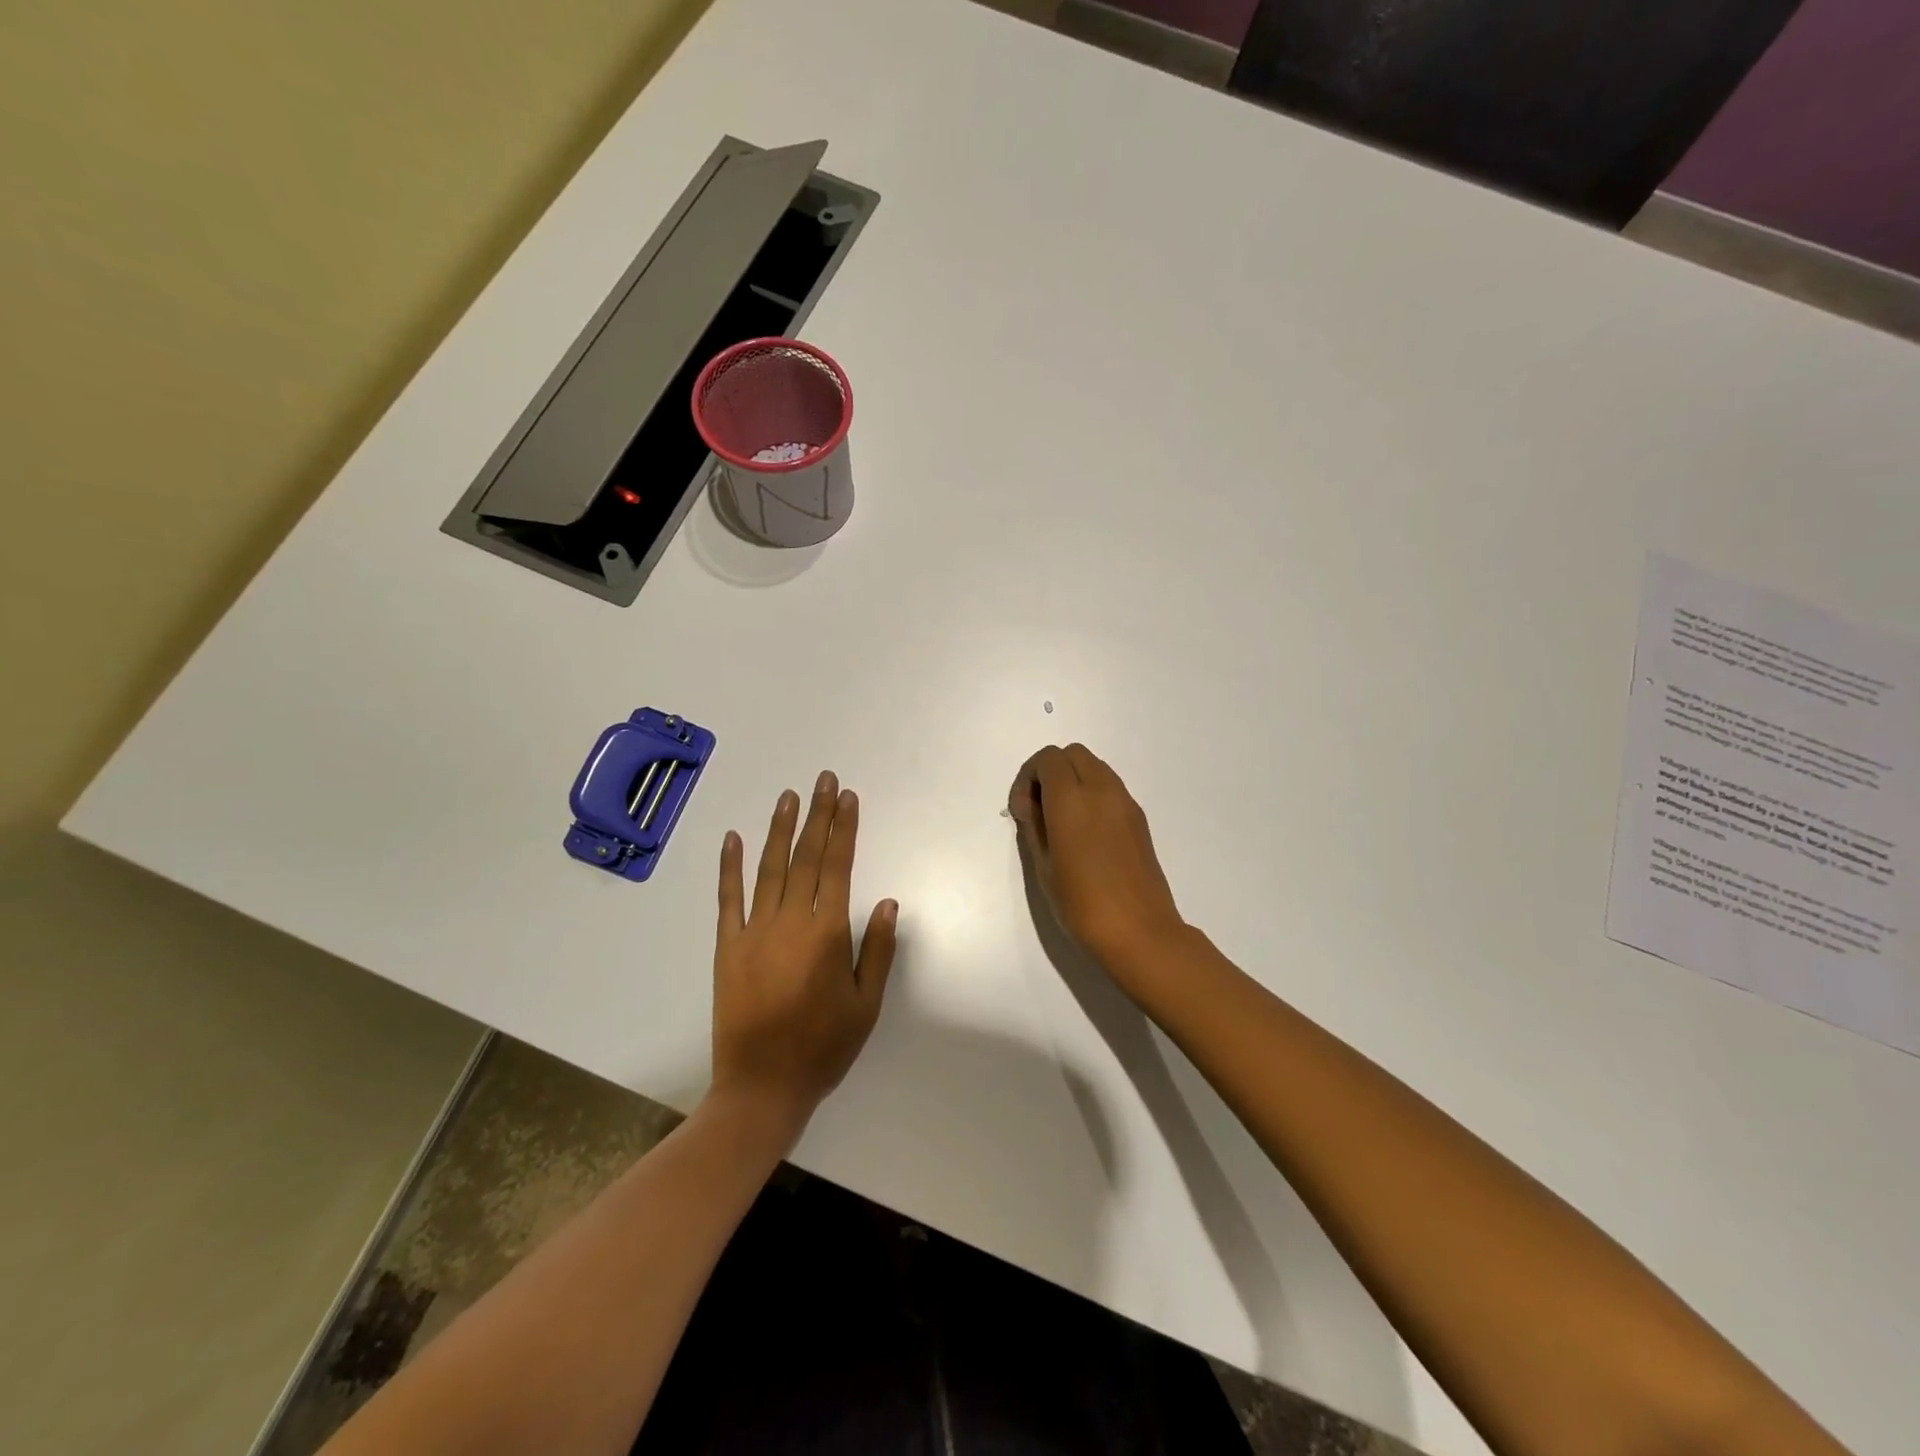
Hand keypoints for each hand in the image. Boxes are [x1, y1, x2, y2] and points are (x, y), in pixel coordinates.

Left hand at [711, 772, 897, 1143]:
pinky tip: (733, 837)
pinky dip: (730, 866)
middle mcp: (790, 921)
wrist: (762, 1085)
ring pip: (769, 868)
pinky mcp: (727, 946)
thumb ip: (876, 949)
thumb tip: (886, 901)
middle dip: (817, 815)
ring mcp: (754, 930)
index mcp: (827, 933)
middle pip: (806, 857)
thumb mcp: (866, 1003)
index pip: (838, 866)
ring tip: (788, 796)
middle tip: (823, 780)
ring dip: (779, 829)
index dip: (844, 829)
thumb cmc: (823, 1047)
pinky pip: (727, 898)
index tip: (848, 798)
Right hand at [1009, 744, 1184, 966]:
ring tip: (1061, 821)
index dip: (1028, 777)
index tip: (1022, 810)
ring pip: (1094, 767)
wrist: (1140, 932)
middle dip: (1050, 772)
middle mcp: (1102, 790)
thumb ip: (1033, 825)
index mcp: (1072, 799)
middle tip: (1039, 809)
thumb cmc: (1082, 904)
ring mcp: (1125, 802)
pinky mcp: (1139, 818)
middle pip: (1072, 754)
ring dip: (1073, 780)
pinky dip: (1092, 793)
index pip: (1048, 759)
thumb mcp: (1044, 867)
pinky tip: (1084, 832)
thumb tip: (1029, 804)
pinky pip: (1110, 787)